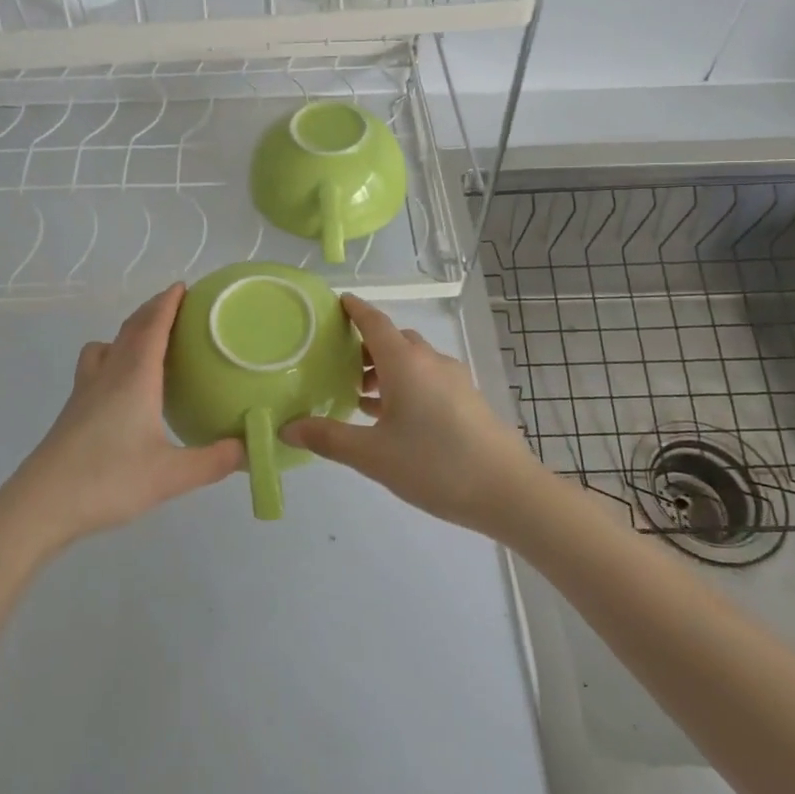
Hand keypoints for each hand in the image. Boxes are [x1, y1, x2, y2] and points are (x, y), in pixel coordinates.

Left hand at [0, 284, 243, 555]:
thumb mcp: (171, 476)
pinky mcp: (73, 411)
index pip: (153, 327)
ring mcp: (85, 391)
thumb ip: (213, 462)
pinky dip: (112, 359)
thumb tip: (249, 449)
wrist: (41, 505)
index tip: (183, 286)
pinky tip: (122, 388)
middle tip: (175, 307)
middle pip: (130, 329)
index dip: (168, 303)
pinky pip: (96, 367)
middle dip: (152, 311)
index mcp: (135, 377)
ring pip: (107, 346)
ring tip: (147, 345)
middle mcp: (109, 374)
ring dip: (128, 333)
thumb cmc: (108, 480)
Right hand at [283, 295, 543, 533]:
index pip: (374, 321)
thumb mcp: (372, 455)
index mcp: (404, 362)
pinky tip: (394, 418)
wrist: (508, 491)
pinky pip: (428, 378)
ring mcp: (453, 379)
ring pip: (412, 360)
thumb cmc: (434, 465)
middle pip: (393, 339)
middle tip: (337, 364)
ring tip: (360, 397)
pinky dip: (405, 384)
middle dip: (365, 346)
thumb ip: (328, 438)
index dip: (353, 309)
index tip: (335, 302)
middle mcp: (430, 360)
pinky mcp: (467, 399)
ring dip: (386, 369)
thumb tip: (287, 427)